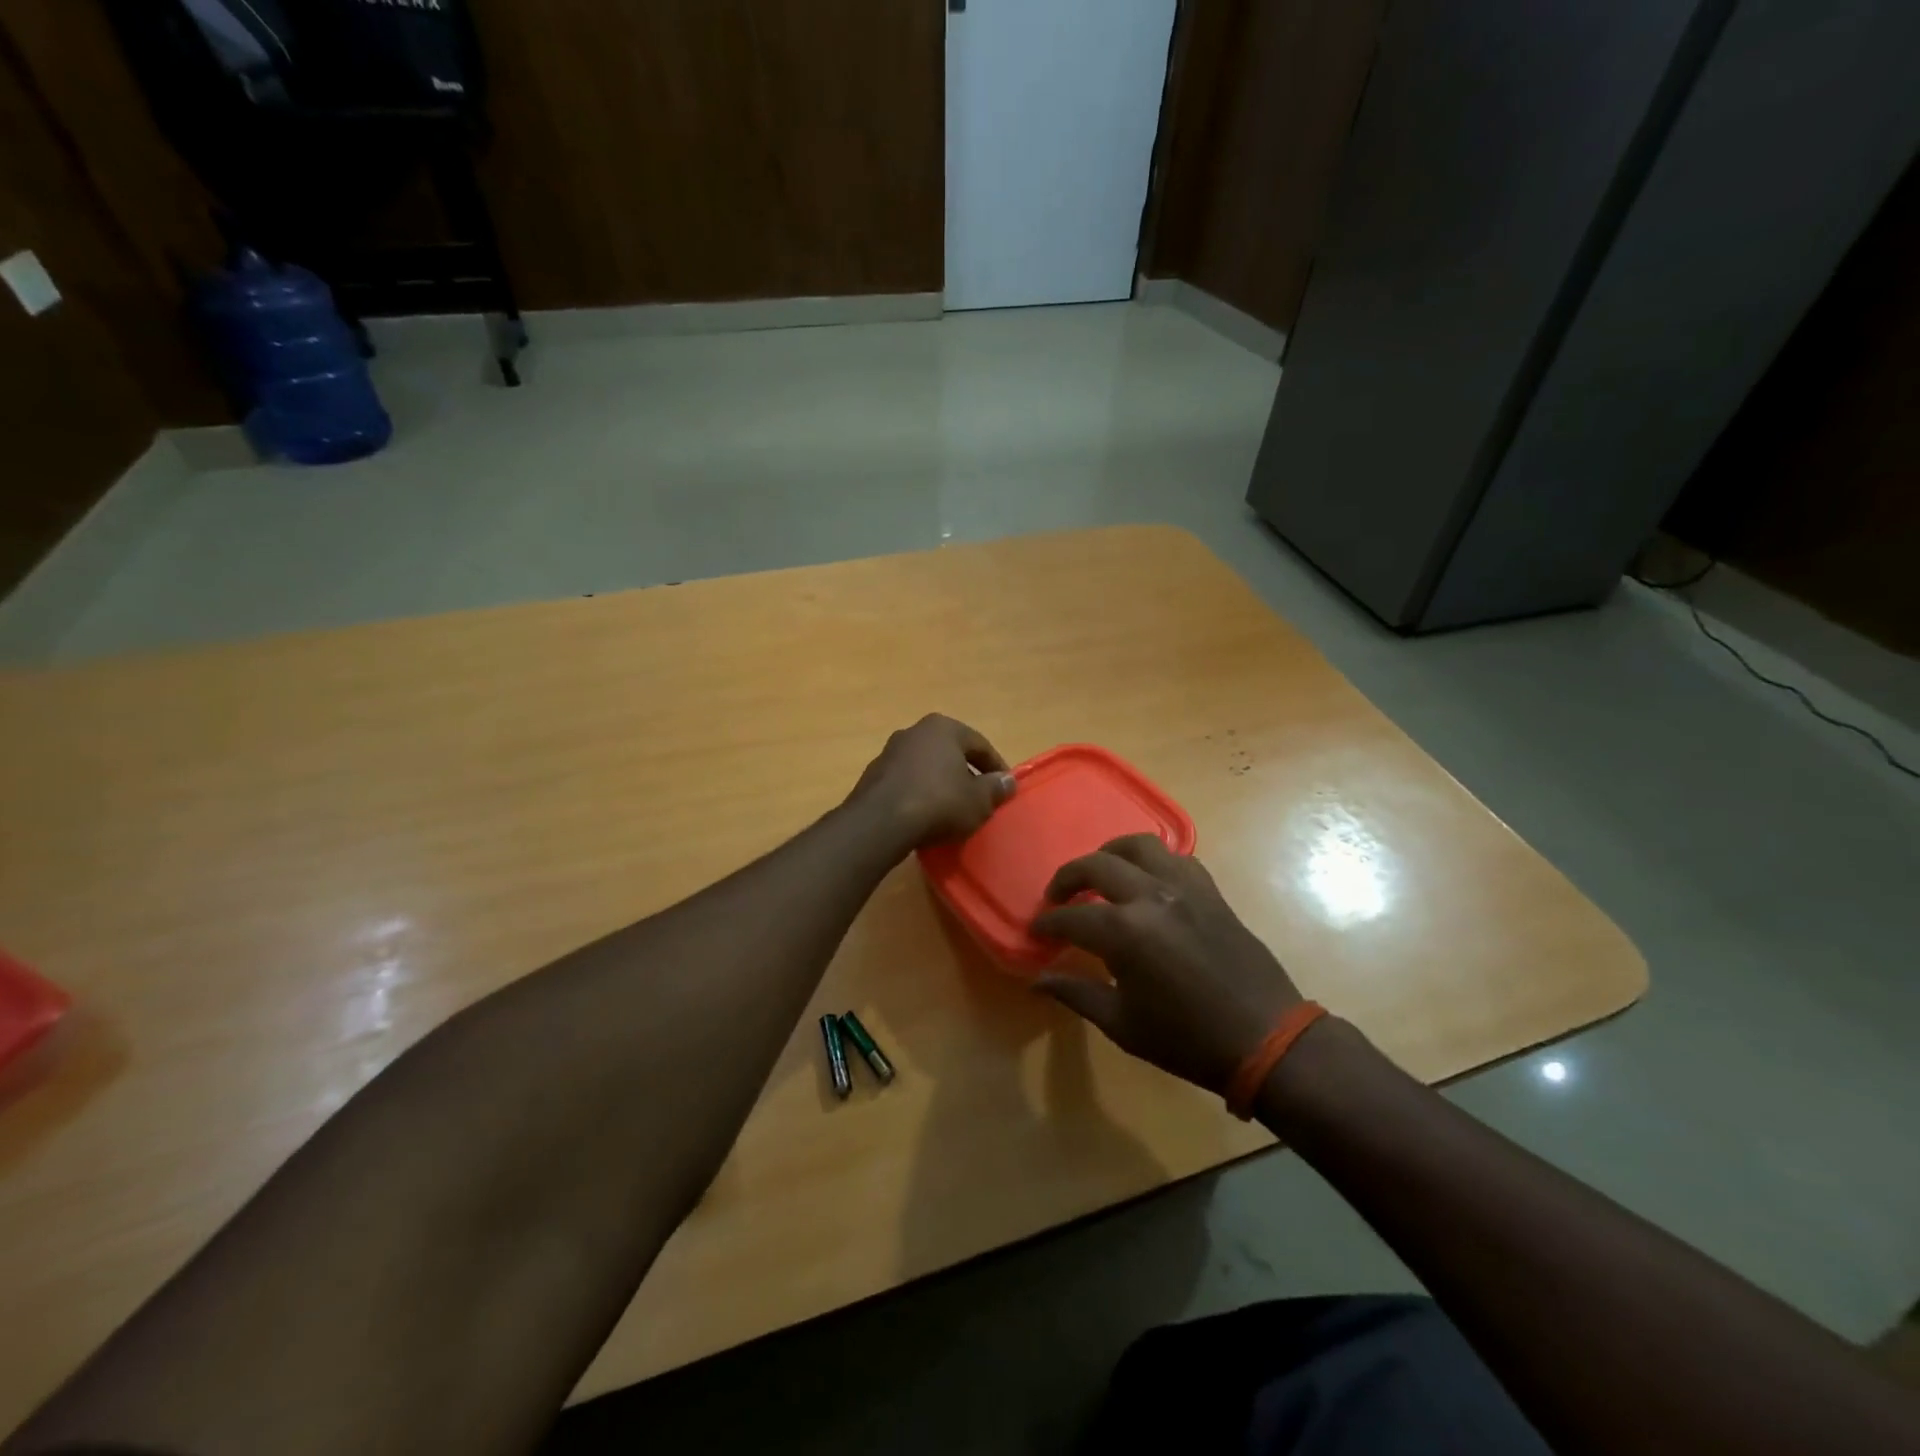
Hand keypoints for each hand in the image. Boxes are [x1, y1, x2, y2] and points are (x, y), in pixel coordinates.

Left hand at [849, 714, 1015, 848]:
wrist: (881, 822)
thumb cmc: (939, 803)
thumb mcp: (978, 800)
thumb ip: (995, 788)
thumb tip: (1007, 781)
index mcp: (943, 728)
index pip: (979, 744)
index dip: (996, 767)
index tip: (1004, 788)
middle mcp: (914, 732)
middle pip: (950, 752)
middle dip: (965, 773)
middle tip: (979, 798)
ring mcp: (889, 752)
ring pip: (926, 766)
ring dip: (940, 784)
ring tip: (952, 809)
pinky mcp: (872, 776)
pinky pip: (906, 782)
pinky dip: (919, 794)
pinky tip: (925, 816)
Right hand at [1032, 834, 1301, 1094]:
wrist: (1264, 1038)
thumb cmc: (1187, 1039)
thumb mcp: (1122, 1024)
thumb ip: (1076, 993)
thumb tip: (1037, 980)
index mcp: (1124, 932)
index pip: (1071, 917)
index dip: (1048, 923)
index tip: (1036, 931)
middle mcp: (1151, 896)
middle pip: (1097, 865)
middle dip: (1068, 877)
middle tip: (1057, 897)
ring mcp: (1184, 888)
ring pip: (1139, 845)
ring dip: (1110, 853)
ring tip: (1100, 873)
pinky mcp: (1209, 891)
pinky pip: (1176, 858)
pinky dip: (1153, 861)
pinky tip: (1146, 881)